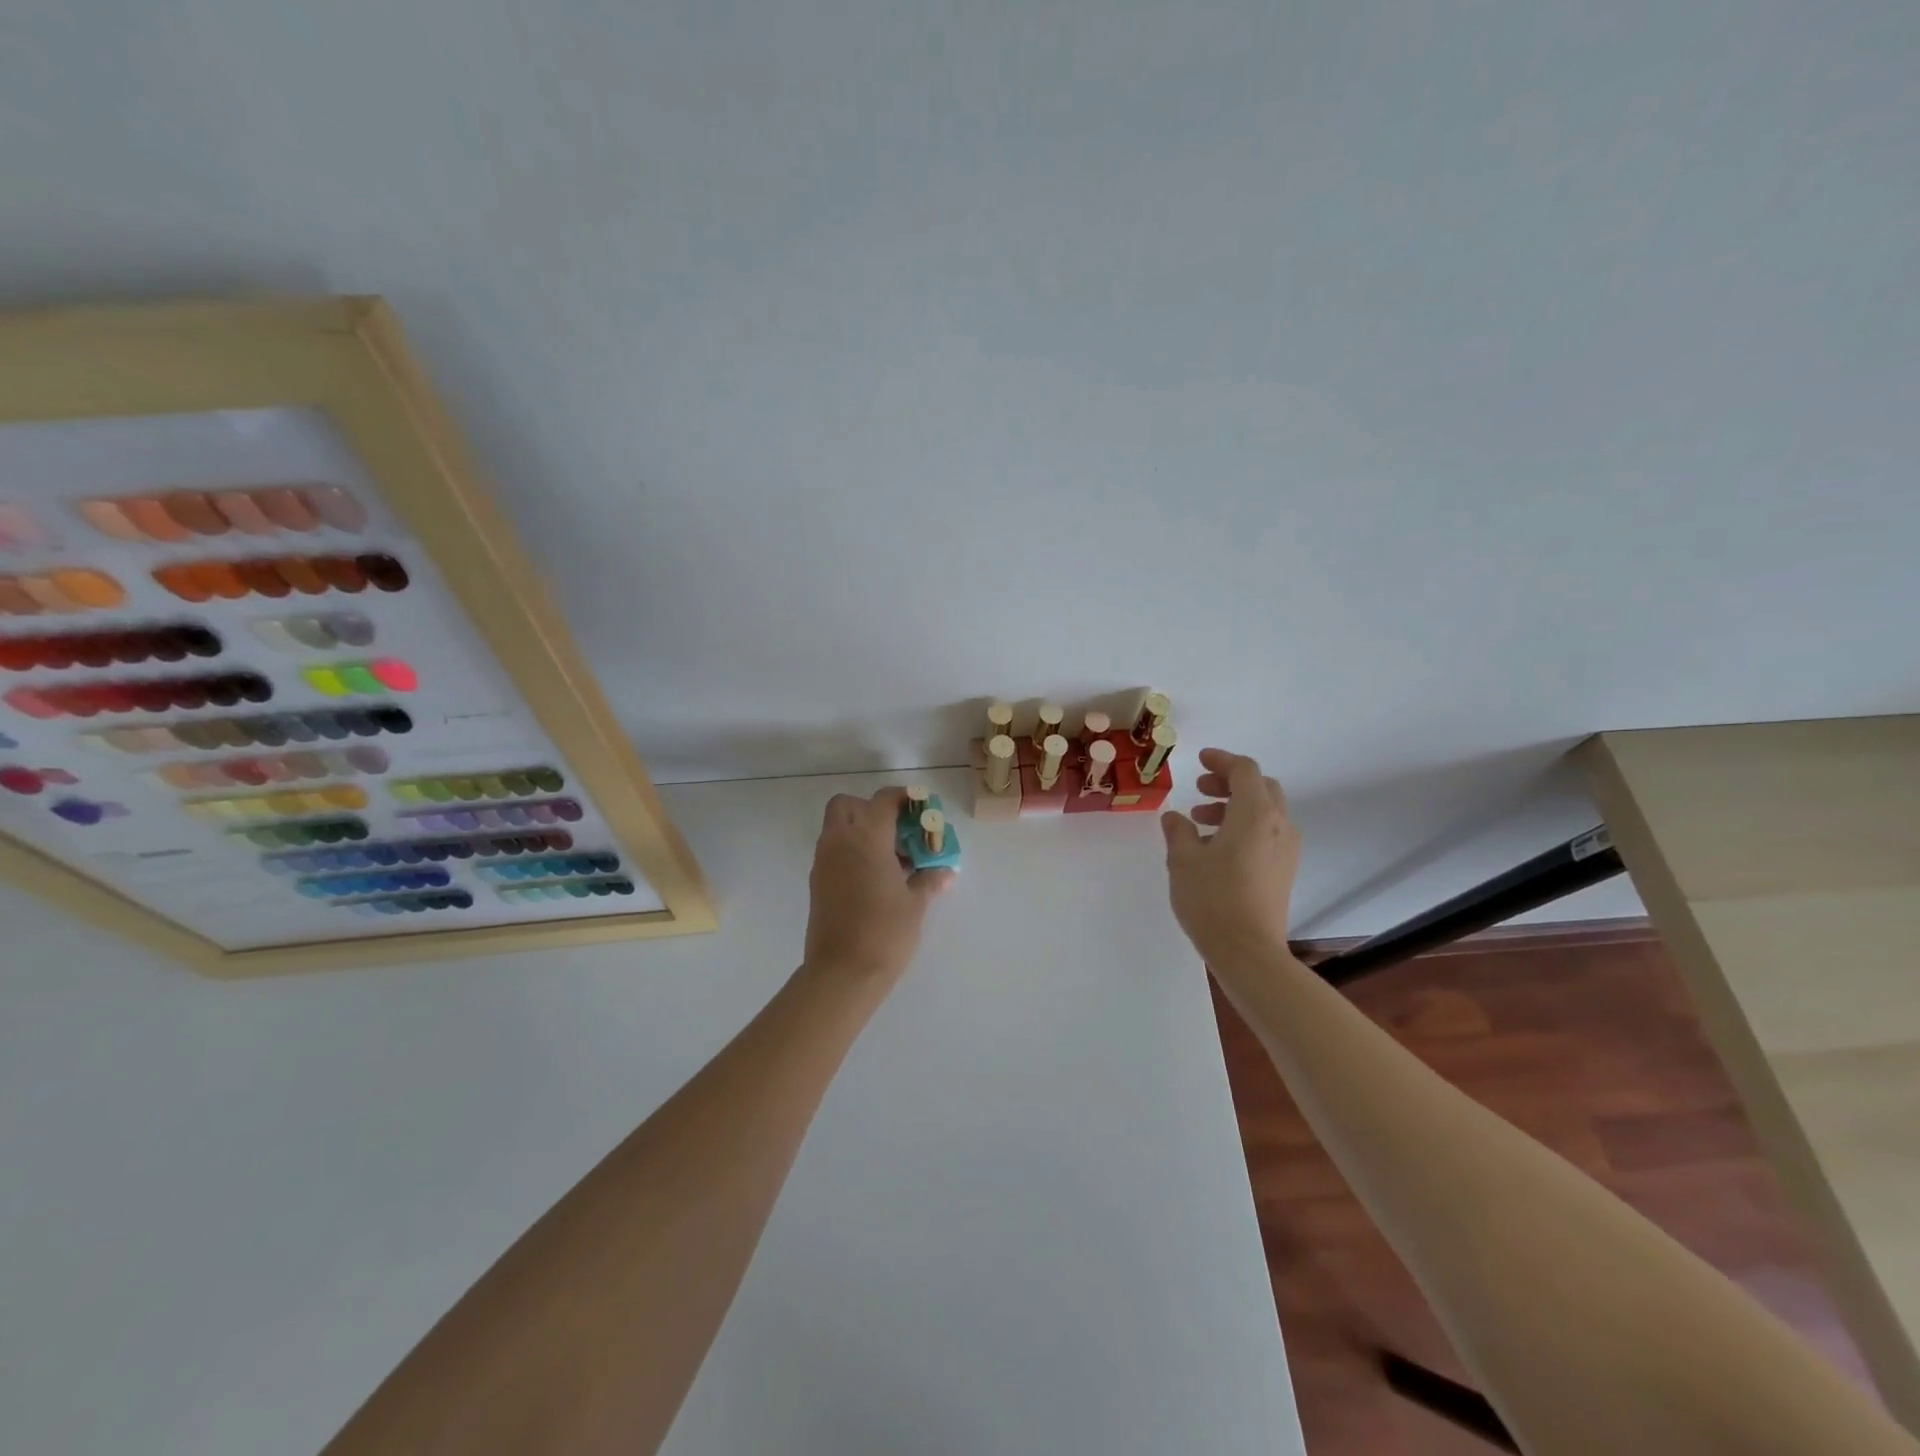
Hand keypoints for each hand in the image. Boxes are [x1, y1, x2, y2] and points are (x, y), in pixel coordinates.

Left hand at [804, 788, 953, 981]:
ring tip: (892, 859)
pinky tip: (876, 878)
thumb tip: (944, 873)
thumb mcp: (915, 903)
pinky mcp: (817, 883)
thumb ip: (928, 880)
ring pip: (837, 828)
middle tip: (896, 831)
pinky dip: (852, 852)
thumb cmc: (885, 931)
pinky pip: (834, 852)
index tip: (921, 808)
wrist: (842, 972)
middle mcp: (840, 842)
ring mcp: (824, 862)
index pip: (882, 800)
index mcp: (867, 838)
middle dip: (870, 809)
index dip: (903, 798)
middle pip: (847, 805)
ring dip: (861, 832)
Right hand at [1160, 749, 1301, 969]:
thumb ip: (1178, 831)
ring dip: (1236, 806)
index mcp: (1254, 813)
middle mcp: (1278, 824)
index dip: (1221, 760)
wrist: (1249, 951)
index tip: (1200, 760)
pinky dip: (1246, 826)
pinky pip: (1269, 832)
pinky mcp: (1285, 870)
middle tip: (1200, 790)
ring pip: (1266, 811)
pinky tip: (1218, 847)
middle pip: (1261, 787)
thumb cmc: (1212, 898)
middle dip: (1230, 782)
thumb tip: (1175, 817)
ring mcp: (1287, 849)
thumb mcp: (1183, 860)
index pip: (1244, 770)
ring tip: (1201, 821)